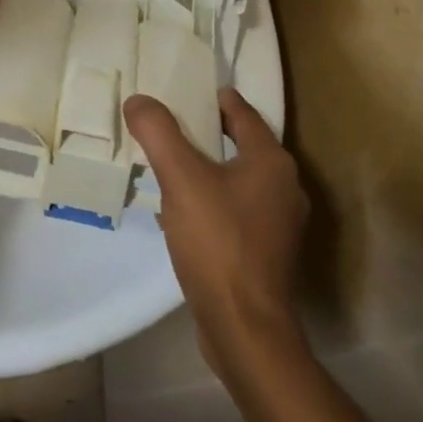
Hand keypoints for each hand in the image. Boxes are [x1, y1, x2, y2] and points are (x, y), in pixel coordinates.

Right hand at [124, 88, 308, 371]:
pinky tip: (182, 209)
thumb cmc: (218, 242)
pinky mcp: (267, 253)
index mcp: (272, 162)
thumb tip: (138, 101)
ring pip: (238, 179)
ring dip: (208, 168)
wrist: (245, 331)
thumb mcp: (180, 177)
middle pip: (241, 144)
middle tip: (169, 123)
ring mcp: (279, 224)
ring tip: (170, 164)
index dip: (214, 98)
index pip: (242, 113)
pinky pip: (236, 209)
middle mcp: (284, 187)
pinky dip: (212, 199)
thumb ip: (157, 132)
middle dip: (207, 132)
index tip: (184, 90)